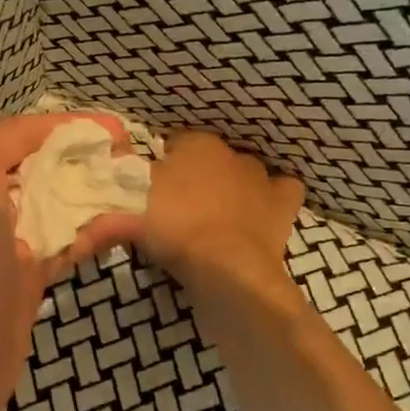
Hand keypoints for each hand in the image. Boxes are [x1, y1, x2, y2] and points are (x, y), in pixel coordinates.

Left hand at [0, 71, 142, 410]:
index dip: (64, 126)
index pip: (19, 135)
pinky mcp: (29, 284)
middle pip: (43, 169)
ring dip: (98, 193)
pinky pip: (69, 247)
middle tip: (135, 156)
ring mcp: (9, 246)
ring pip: (61, 206)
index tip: (115, 128)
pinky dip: (98, 233)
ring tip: (144, 185)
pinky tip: (133, 225)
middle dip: (86, 157)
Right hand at [140, 132, 304, 288]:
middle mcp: (231, 153)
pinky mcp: (283, 204)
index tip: (152, 186)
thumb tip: (125, 181)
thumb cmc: (175, 228)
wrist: (227, 267)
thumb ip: (129, 189)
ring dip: (233, 186)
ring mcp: (261, 177)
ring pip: (244, 172)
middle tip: (181, 205)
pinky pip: (284, 189)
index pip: (174, 143)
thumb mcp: (135, 207)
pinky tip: (262, 210)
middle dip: (198, 174)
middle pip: (209, 158)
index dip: (163, 163)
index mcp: (195, 144)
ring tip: (217, 214)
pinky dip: (274, 196)